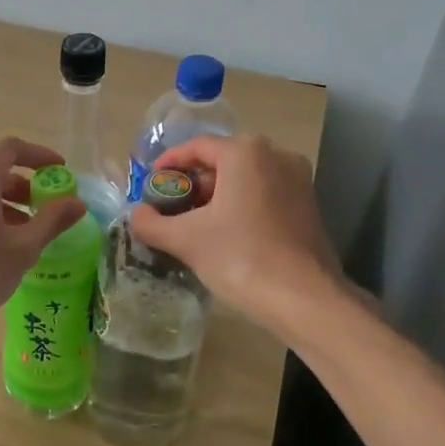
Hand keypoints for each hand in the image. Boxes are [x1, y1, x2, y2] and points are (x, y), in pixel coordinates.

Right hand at [129, 134, 342, 327]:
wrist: (304, 298)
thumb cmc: (241, 257)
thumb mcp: (186, 239)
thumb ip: (152, 223)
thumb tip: (136, 215)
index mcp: (245, 152)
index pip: (196, 147)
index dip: (168, 165)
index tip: (150, 185)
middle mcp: (276, 155)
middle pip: (222, 162)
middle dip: (192, 184)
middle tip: (169, 209)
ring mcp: (298, 180)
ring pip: (245, 180)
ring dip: (216, 198)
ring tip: (192, 226)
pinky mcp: (308, 206)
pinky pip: (264, 196)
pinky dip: (240, 207)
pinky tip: (225, 236)